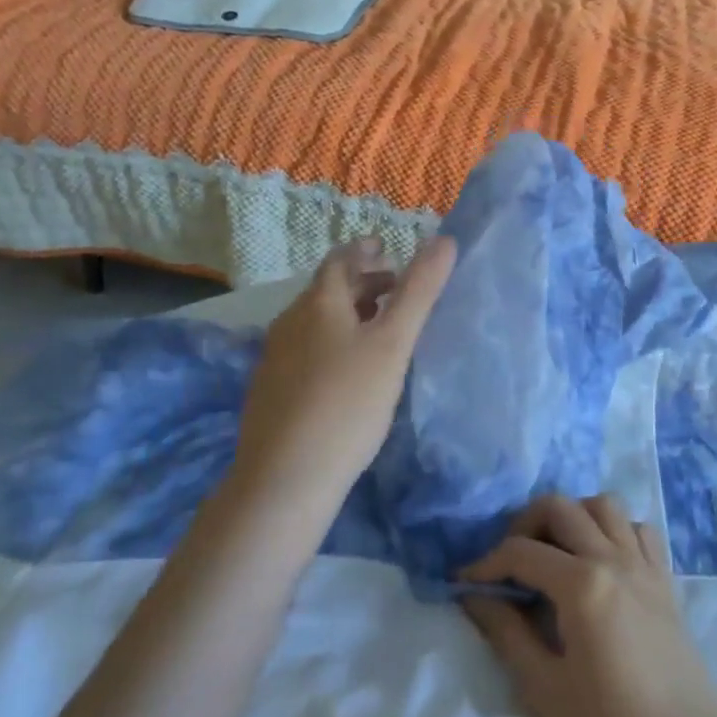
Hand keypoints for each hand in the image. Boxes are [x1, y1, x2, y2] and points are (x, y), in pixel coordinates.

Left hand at [227, 235, 455, 516]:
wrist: (285, 477)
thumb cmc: (348, 402)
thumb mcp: (393, 344)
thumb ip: (420, 291)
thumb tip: (445, 239)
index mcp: (318, 305)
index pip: (339, 261)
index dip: (363, 251)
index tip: (385, 249)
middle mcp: (290, 323)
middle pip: (326, 290)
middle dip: (361, 282)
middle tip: (394, 288)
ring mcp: (275, 359)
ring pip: (315, 322)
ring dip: (347, 313)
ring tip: (377, 325)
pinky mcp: (271, 391)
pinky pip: (306, 349)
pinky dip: (332, 341)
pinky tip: (348, 370)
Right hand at [460, 495, 716, 716]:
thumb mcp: (544, 689)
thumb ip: (507, 633)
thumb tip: (474, 598)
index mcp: (583, 585)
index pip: (522, 552)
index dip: (485, 563)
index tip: (464, 584)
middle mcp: (615, 560)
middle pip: (561, 507)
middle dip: (524, 524)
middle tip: (508, 562)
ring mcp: (645, 566)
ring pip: (604, 505)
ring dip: (572, 516)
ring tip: (553, 553)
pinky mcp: (666, 581)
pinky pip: (639, 530)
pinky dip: (614, 529)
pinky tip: (600, 562)